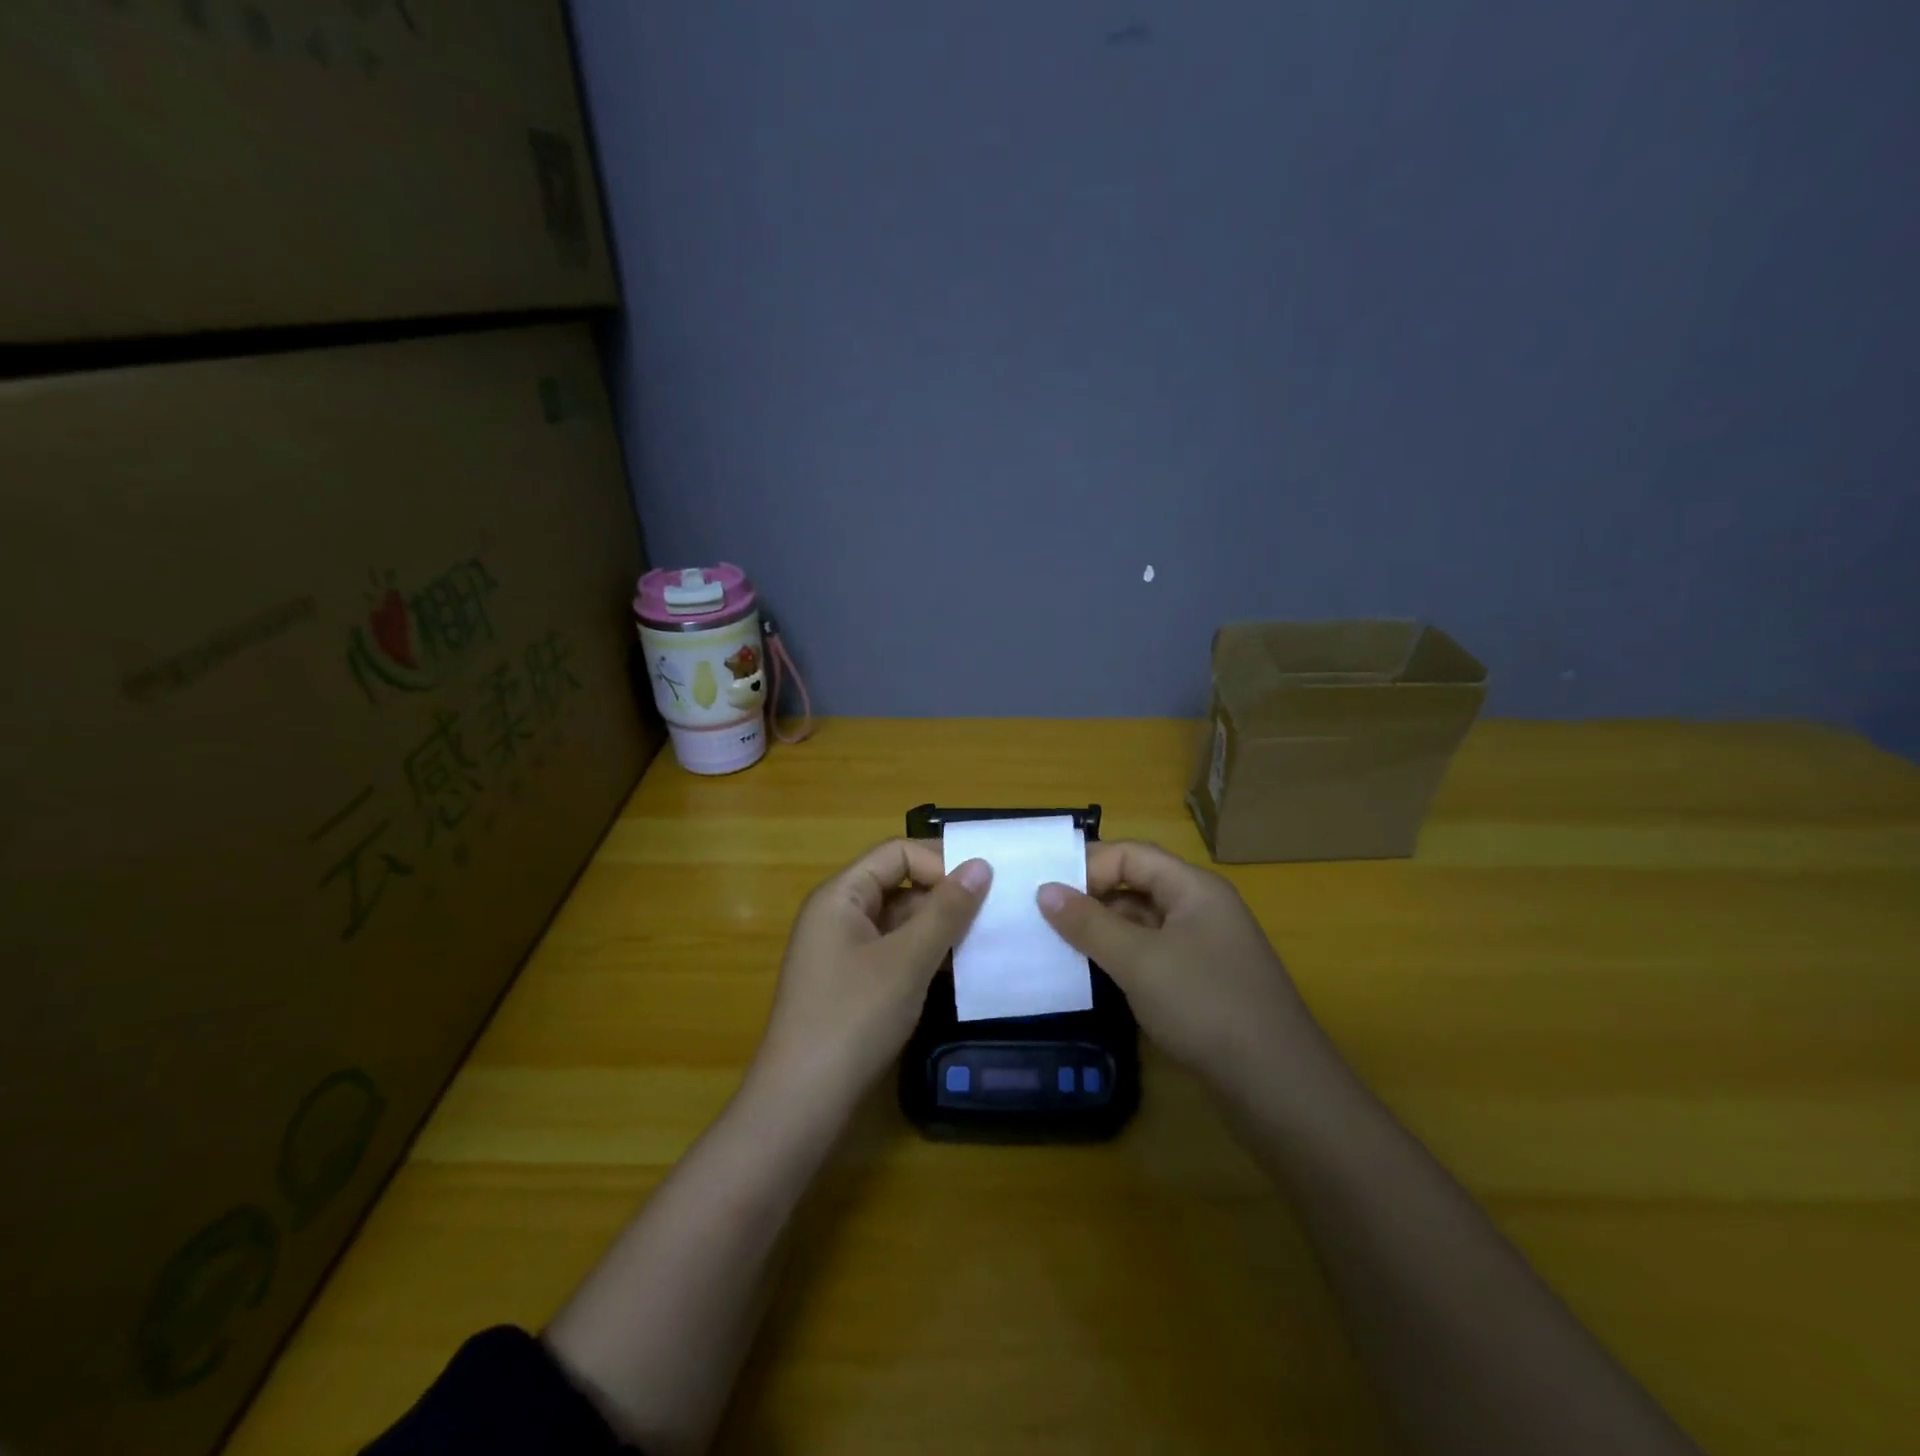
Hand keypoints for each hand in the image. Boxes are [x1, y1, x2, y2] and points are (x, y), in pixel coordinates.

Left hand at [754, 840, 990, 1107]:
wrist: (802, 1102)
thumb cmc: (853, 1017)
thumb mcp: (907, 960)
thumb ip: (945, 910)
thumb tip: (981, 864)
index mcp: (840, 895)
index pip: (896, 853)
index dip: (939, 862)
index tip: (981, 887)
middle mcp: (838, 915)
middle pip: (898, 884)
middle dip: (944, 896)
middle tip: (993, 914)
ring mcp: (843, 952)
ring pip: (900, 922)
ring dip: (939, 928)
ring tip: (985, 942)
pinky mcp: (852, 984)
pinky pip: (895, 952)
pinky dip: (925, 956)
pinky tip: (959, 972)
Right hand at [1036, 840, 1320, 1091]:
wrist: (1280, 1088)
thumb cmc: (1205, 1006)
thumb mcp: (1138, 960)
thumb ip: (1089, 923)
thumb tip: (1045, 890)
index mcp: (1194, 888)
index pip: (1132, 855)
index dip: (1088, 866)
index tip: (1045, 892)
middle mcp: (1202, 909)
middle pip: (1138, 885)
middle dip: (1091, 898)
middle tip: (1042, 919)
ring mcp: (1206, 949)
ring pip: (1144, 925)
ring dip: (1104, 932)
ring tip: (1058, 948)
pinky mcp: (1204, 985)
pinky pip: (1154, 957)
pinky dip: (1123, 960)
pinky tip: (1096, 978)